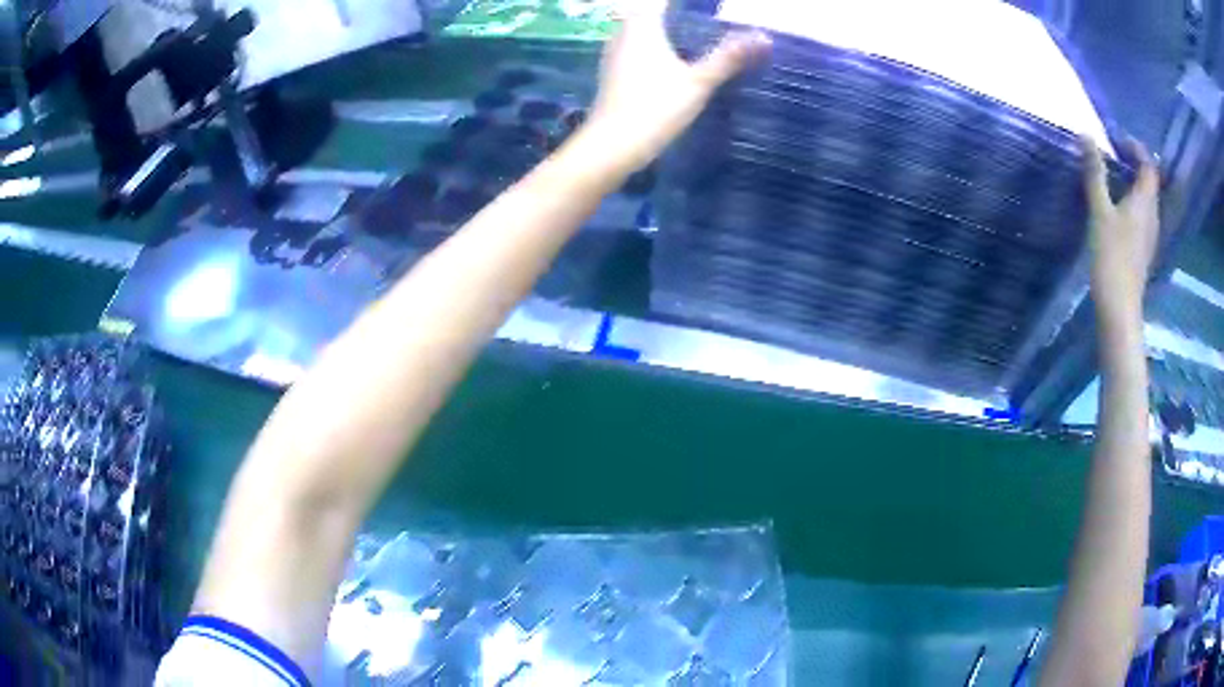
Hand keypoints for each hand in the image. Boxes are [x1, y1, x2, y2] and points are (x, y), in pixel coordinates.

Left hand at [584, 0, 770, 172]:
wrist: (612, 145)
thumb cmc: (655, 106)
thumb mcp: (699, 81)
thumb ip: (730, 57)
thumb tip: (764, 37)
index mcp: (641, 24)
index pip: (664, 1)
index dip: (688, 4)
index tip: (713, 7)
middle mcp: (623, 32)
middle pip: (653, 13)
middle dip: (679, 16)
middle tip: (710, 21)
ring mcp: (614, 52)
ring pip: (643, 30)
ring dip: (667, 31)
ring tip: (698, 38)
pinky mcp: (613, 72)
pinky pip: (637, 48)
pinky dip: (657, 48)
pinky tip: (675, 62)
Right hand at [1082, 137, 1160, 326]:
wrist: (1119, 306)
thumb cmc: (1111, 255)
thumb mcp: (1100, 211)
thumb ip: (1095, 173)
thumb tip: (1086, 135)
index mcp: (1145, 202)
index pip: (1148, 165)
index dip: (1136, 148)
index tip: (1117, 139)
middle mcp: (1153, 215)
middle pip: (1150, 181)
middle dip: (1135, 163)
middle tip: (1114, 154)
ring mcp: (1150, 234)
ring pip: (1147, 198)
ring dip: (1134, 182)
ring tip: (1115, 177)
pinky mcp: (1144, 248)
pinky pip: (1143, 214)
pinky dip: (1133, 201)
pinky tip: (1119, 206)